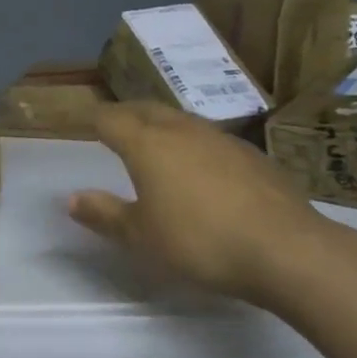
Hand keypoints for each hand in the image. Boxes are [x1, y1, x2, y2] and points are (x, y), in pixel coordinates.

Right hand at [68, 102, 340, 304]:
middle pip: (145, 109)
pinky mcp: (251, 153)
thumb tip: (72, 198)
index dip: (95, 120)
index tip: (86, 123)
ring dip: (161, 124)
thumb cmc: (200, 241)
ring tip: (154, 140)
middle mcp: (181, 129)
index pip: (111, 119)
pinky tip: (201, 166)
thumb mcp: (142, 237)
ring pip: (180, 119)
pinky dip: (193, 143)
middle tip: (115, 124)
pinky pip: (210, 138)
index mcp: (147, 144)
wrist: (284, 248)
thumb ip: (105, 214)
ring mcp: (220, 138)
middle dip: (126, 113)